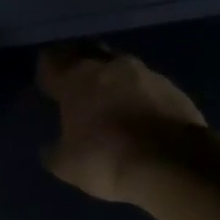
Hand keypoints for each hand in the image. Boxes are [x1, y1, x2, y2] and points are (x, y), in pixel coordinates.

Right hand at [38, 43, 214, 202]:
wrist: (172, 164)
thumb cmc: (106, 159)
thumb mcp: (67, 166)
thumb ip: (54, 152)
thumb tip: (51, 148)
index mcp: (76, 79)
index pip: (51, 61)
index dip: (47, 71)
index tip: (46, 83)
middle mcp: (110, 67)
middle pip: (88, 53)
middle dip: (79, 64)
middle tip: (75, 82)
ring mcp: (146, 74)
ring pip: (121, 67)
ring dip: (113, 79)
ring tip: (110, 99)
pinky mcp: (173, 88)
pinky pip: (147, 85)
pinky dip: (139, 95)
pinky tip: (139, 114)